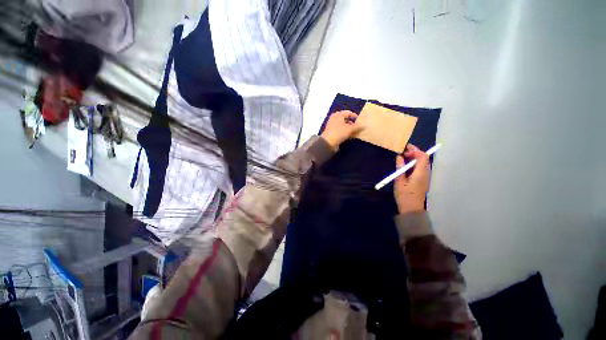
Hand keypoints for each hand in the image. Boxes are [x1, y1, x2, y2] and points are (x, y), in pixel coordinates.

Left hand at [321, 110, 363, 149]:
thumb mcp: (350, 129)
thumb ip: (357, 127)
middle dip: (352, 123)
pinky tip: (350, 136)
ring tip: (355, 132)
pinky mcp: (332, 133)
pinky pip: (340, 131)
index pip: (348, 113)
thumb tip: (364, 126)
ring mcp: (332, 126)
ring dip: (349, 128)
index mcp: (338, 115)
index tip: (360, 120)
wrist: (328, 143)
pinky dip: (345, 132)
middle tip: (357, 127)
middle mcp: (334, 119)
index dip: (354, 116)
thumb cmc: (339, 132)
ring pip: (343, 125)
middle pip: (345, 119)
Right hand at [394, 144, 430, 213]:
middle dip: (415, 153)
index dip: (415, 150)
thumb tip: (399, 157)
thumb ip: (400, 168)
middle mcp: (425, 173)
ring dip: (414, 158)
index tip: (405, 149)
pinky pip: (420, 169)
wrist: (411, 210)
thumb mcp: (399, 181)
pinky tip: (406, 167)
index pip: (423, 156)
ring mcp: (425, 178)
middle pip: (424, 159)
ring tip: (403, 158)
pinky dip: (414, 165)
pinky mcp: (422, 181)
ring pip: (422, 164)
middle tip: (403, 152)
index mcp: (421, 173)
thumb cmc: (404, 195)